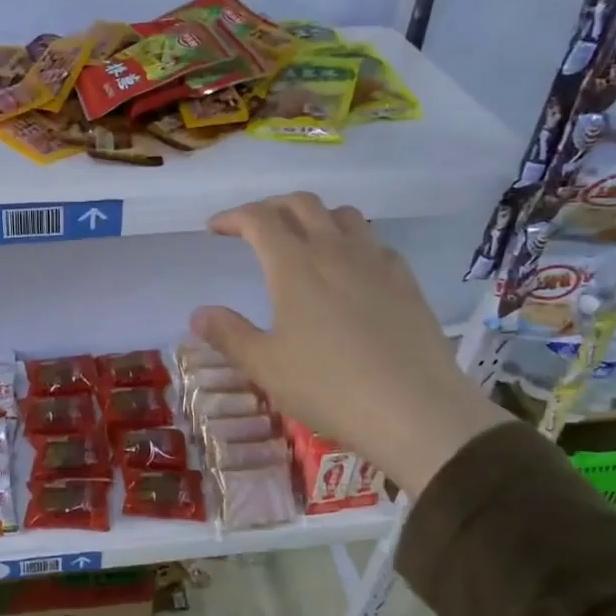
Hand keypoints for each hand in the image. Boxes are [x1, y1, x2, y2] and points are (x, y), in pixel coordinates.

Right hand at [190, 193, 507, 496]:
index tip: (215, 229)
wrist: (416, 411)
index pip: (259, 219)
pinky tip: (350, 270)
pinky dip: (352, 242)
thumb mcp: (266, 366)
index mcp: (295, 265)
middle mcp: (335, 251)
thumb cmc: (329, 387)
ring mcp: (376, 262)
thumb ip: (229, 334)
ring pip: (343, 215)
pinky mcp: (406, 282)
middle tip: (254, 227)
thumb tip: (198, 314)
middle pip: (302, 204)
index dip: (233, 217)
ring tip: (302, 240)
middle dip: (271, 207)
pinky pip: (374, 243)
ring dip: (315, 217)